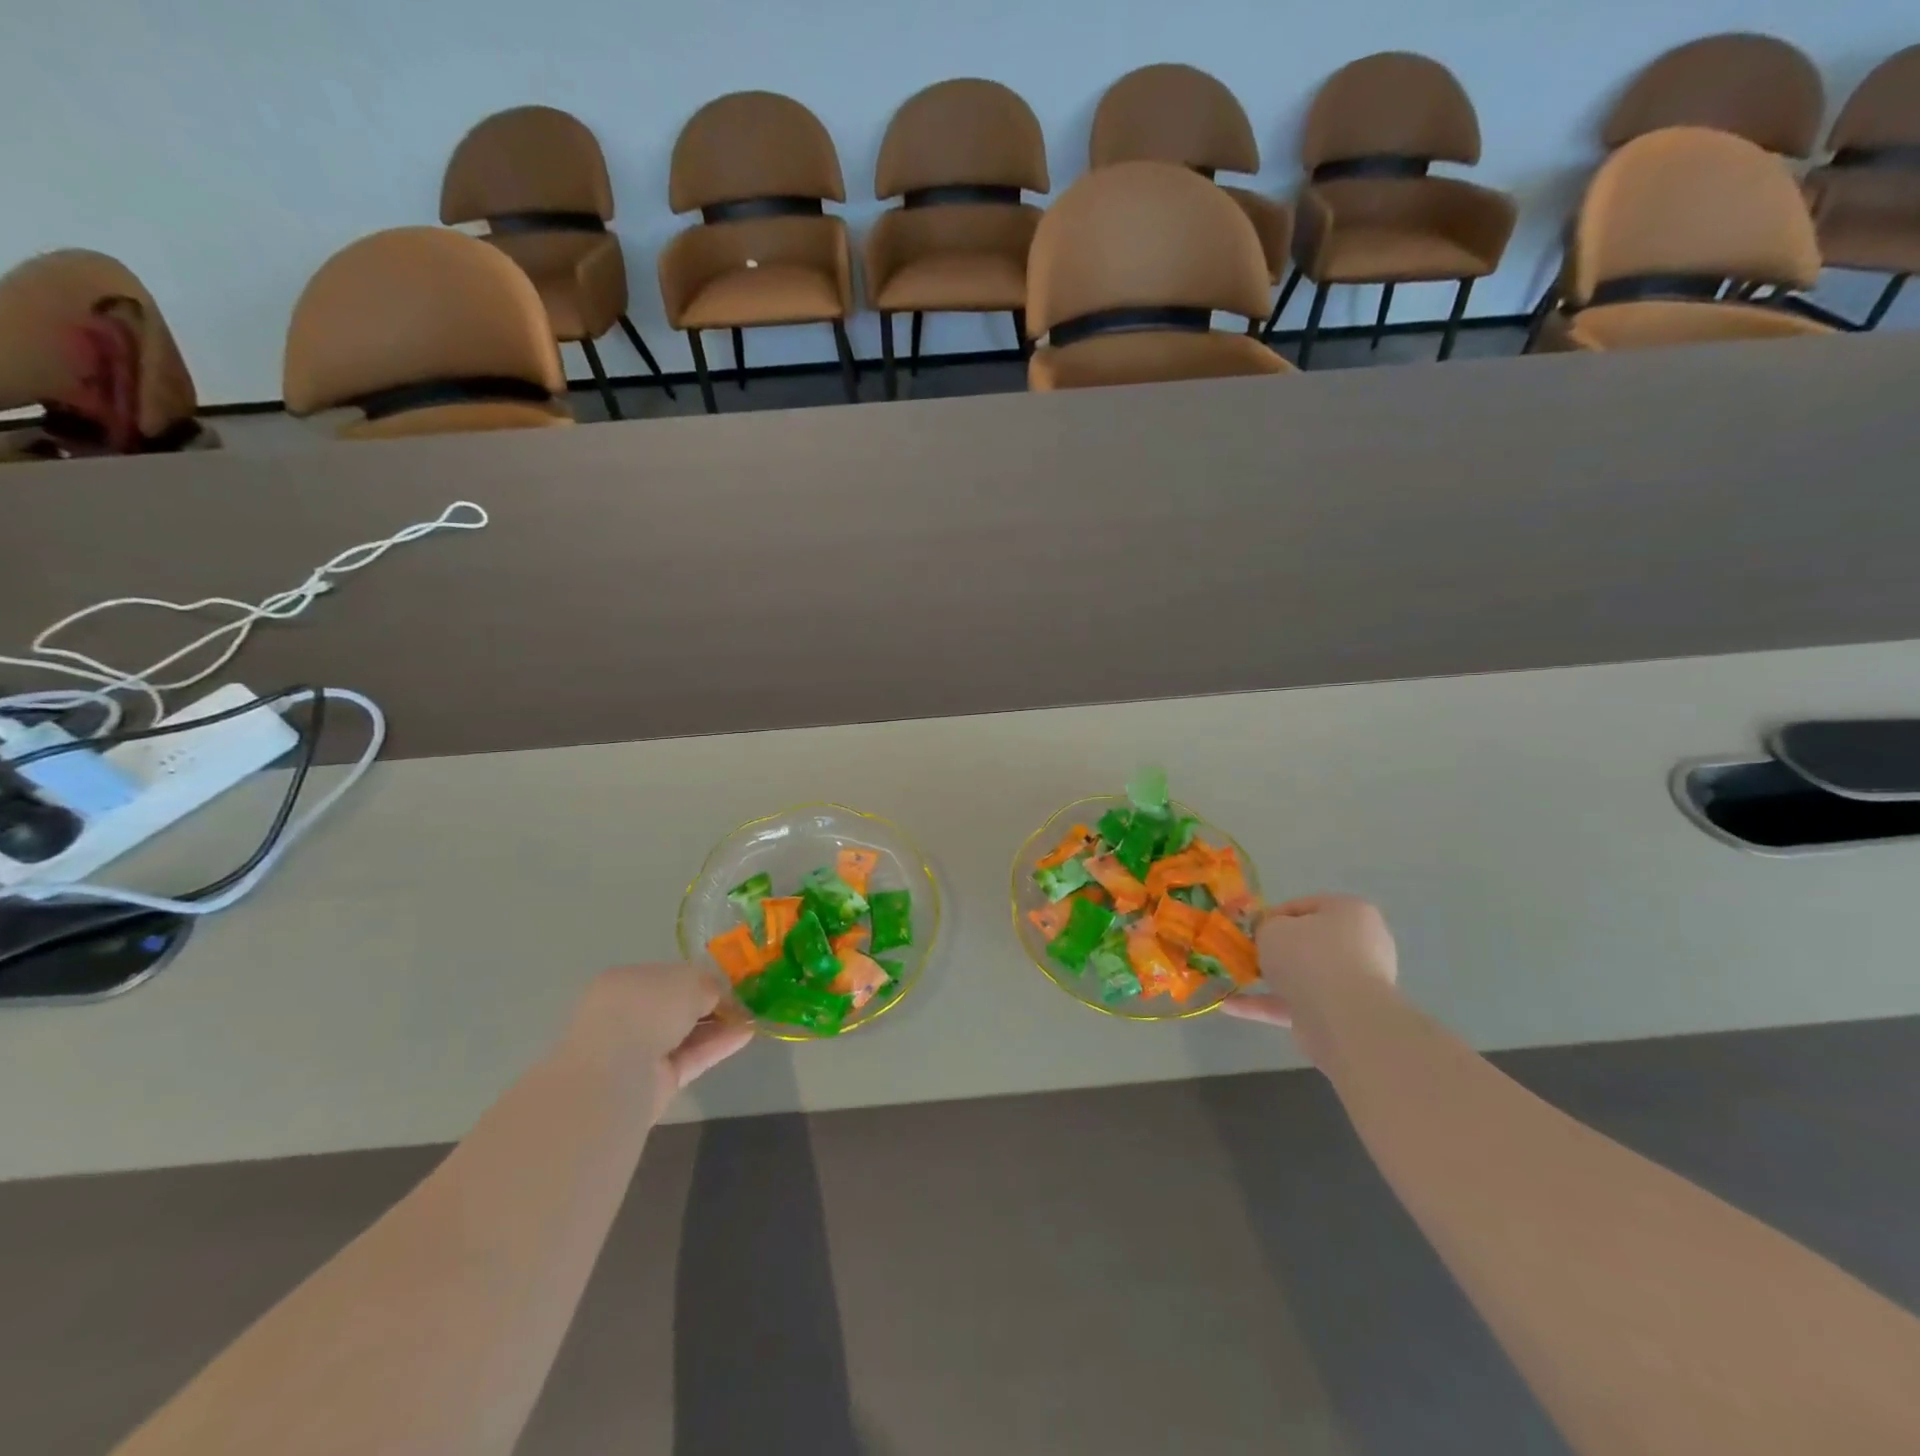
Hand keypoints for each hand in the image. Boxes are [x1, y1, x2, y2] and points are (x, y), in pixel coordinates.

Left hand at [569, 963, 753, 1101]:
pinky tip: (747, 1034)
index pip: (669, 977)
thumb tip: (719, 997)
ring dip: (720, 1024)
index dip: (700, 979)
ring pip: (688, 1033)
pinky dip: (719, 1045)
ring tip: (754, 1017)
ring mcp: (641, 1050)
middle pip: (678, 1006)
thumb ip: (708, 985)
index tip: (729, 982)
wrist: (617, 1073)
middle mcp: (629, 1015)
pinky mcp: (656, 1081)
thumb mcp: (688, 980)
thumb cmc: (647, 1009)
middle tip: (745, 1000)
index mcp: (626, 982)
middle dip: (711, 1004)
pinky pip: (693, 1056)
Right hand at [1221, 894, 1397, 1029]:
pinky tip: (1230, 1007)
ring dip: (1269, 978)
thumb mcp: (1273, 927)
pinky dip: (1266, 1005)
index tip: (1250, 929)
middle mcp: (1359, 945)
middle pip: (1306, 942)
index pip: (1303, 906)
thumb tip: (1270, 938)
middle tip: (1245, 953)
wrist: (1344, 1019)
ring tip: (1232, 979)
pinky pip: (1298, 1004)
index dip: (1271, 916)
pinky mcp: (1339, 1015)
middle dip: (1274, 950)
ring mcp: (1351, 983)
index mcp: (1350, 912)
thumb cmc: (1309, 957)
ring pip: (1302, 976)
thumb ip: (1266, 927)